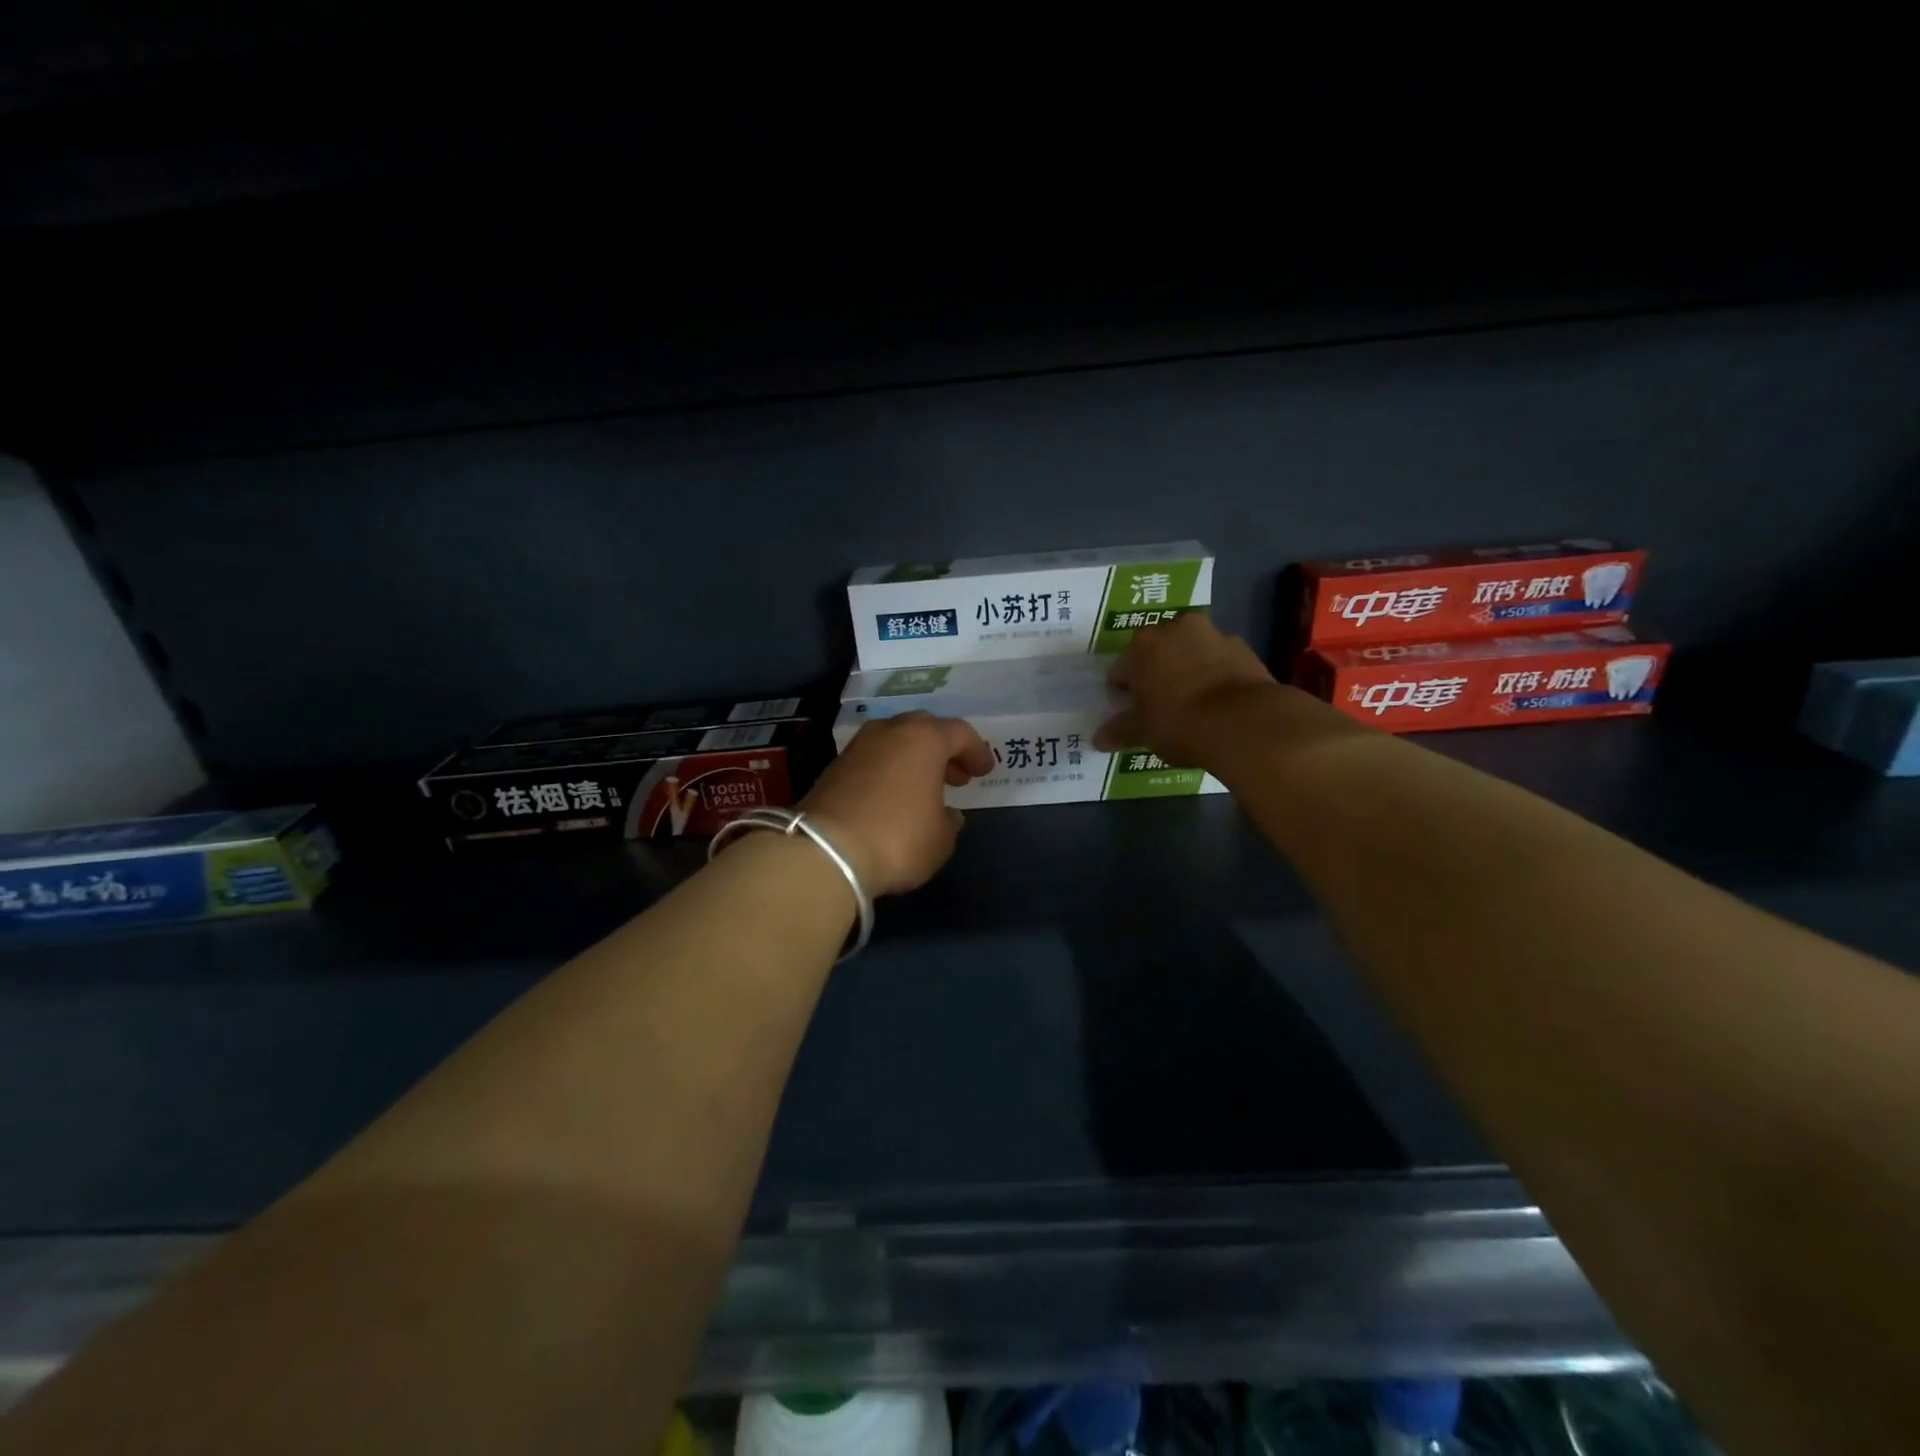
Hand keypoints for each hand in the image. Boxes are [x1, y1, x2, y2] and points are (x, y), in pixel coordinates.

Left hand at [800, 713, 994, 896]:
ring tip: (924, 788)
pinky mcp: (833, 767)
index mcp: (924, 738)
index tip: (983, 771)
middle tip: (955, 776)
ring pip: (894, 742)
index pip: (960, 733)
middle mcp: (890, 732)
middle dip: (942, 750)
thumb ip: (949, 821)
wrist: (824, 851)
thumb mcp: (940, 839)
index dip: (976, 752)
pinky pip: (872, 760)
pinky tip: (893, 798)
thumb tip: (946, 814)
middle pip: (924, 729)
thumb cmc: (898, 838)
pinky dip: (888, 772)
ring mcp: (857, 747)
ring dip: (912, 760)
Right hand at [1094, 614, 1280, 766]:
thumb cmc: (1181, 722)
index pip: (1122, 668)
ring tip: (1191, 703)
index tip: (1129, 710)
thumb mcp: (1144, 732)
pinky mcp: (1245, 649)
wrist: (1246, 723)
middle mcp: (1176, 629)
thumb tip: (1099, 739)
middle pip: (1157, 651)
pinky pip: (1219, 661)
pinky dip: (1215, 675)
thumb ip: (1121, 730)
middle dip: (1156, 673)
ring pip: (1190, 652)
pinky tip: (1216, 702)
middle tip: (1158, 704)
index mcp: (1143, 645)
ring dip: (1187, 669)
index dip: (1123, 691)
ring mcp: (1213, 635)